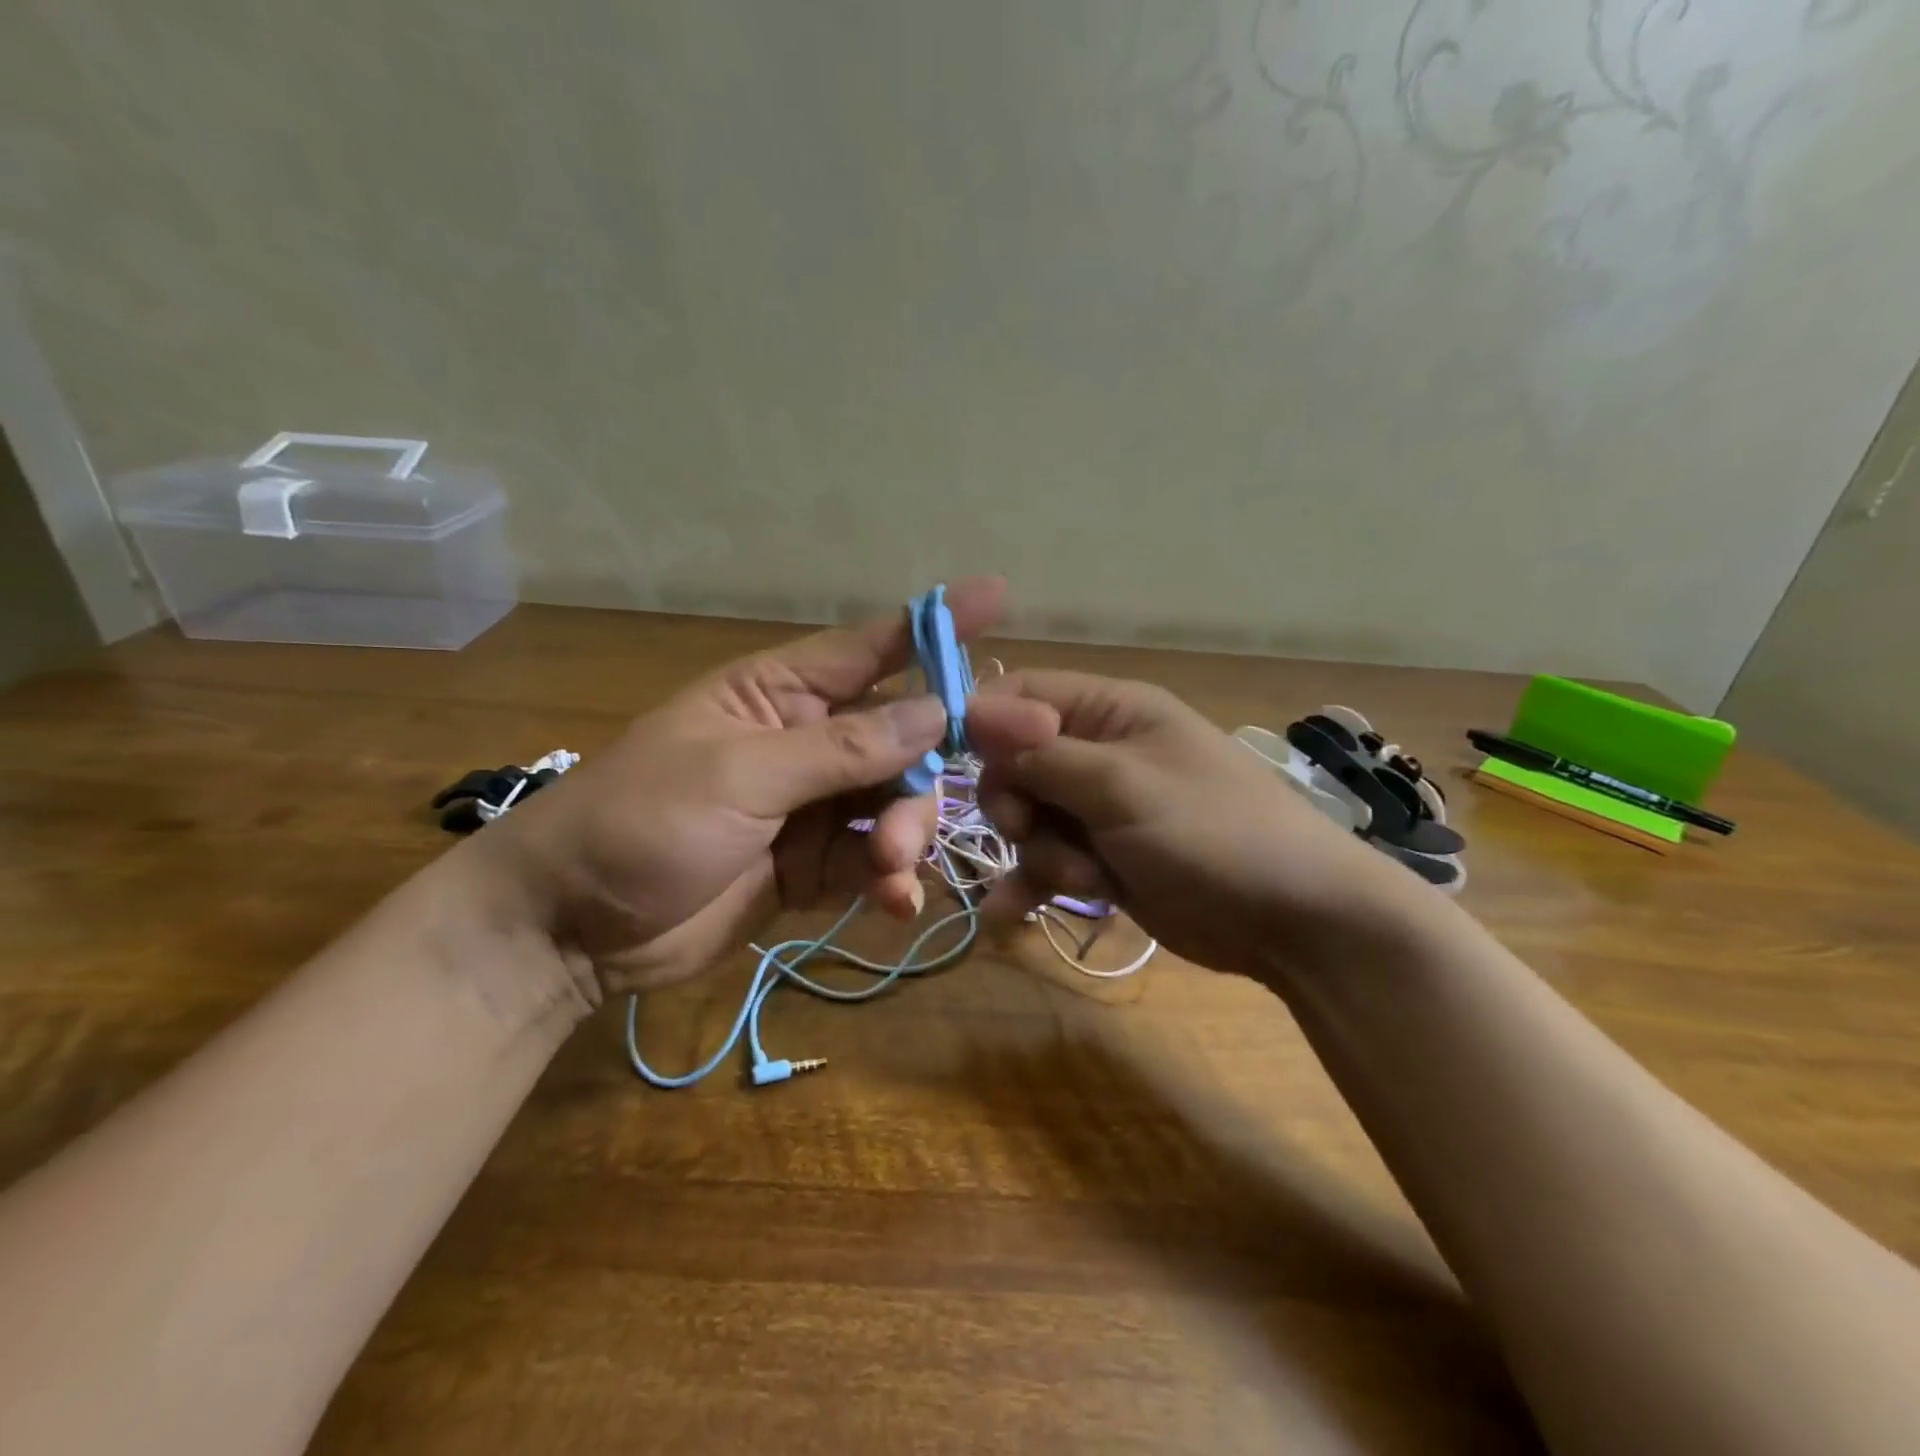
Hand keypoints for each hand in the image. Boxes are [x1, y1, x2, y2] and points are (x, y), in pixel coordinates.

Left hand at [474, 580, 1056, 994]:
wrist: (571, 928)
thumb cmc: (640, 823)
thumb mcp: (740, 776)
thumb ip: (841, 748)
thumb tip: (933, 713)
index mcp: (779, 693)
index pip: (871, 646)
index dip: (935, 624)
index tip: (998, 596)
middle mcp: (806, 740)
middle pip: (900, 739)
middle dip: (925, 773)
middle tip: (949, 808)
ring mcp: (812, 805)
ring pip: (894, 804)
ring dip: (904, 836)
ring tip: (889, 872)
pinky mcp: (812, 865)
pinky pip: (873, 862)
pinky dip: (890, 881)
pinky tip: (893, 904)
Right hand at [973, 671, 1424, 979]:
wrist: (1294, 920)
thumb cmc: (1213, 832)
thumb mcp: (1122, 786)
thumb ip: (1042, 754)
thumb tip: (970, 712)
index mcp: (1111, 710)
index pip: (1021, 696)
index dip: (983, 725)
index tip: (956, 766)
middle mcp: (1099, 751)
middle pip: (1014, 763)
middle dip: (1015, 805)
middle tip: (1030, 831)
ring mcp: (1100, 809)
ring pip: (1028, 820)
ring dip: (1041, 855)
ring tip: (1086, 883)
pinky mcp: (1103, 859)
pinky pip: (1047, 863)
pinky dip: (1030, 885)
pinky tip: (1007, 917)